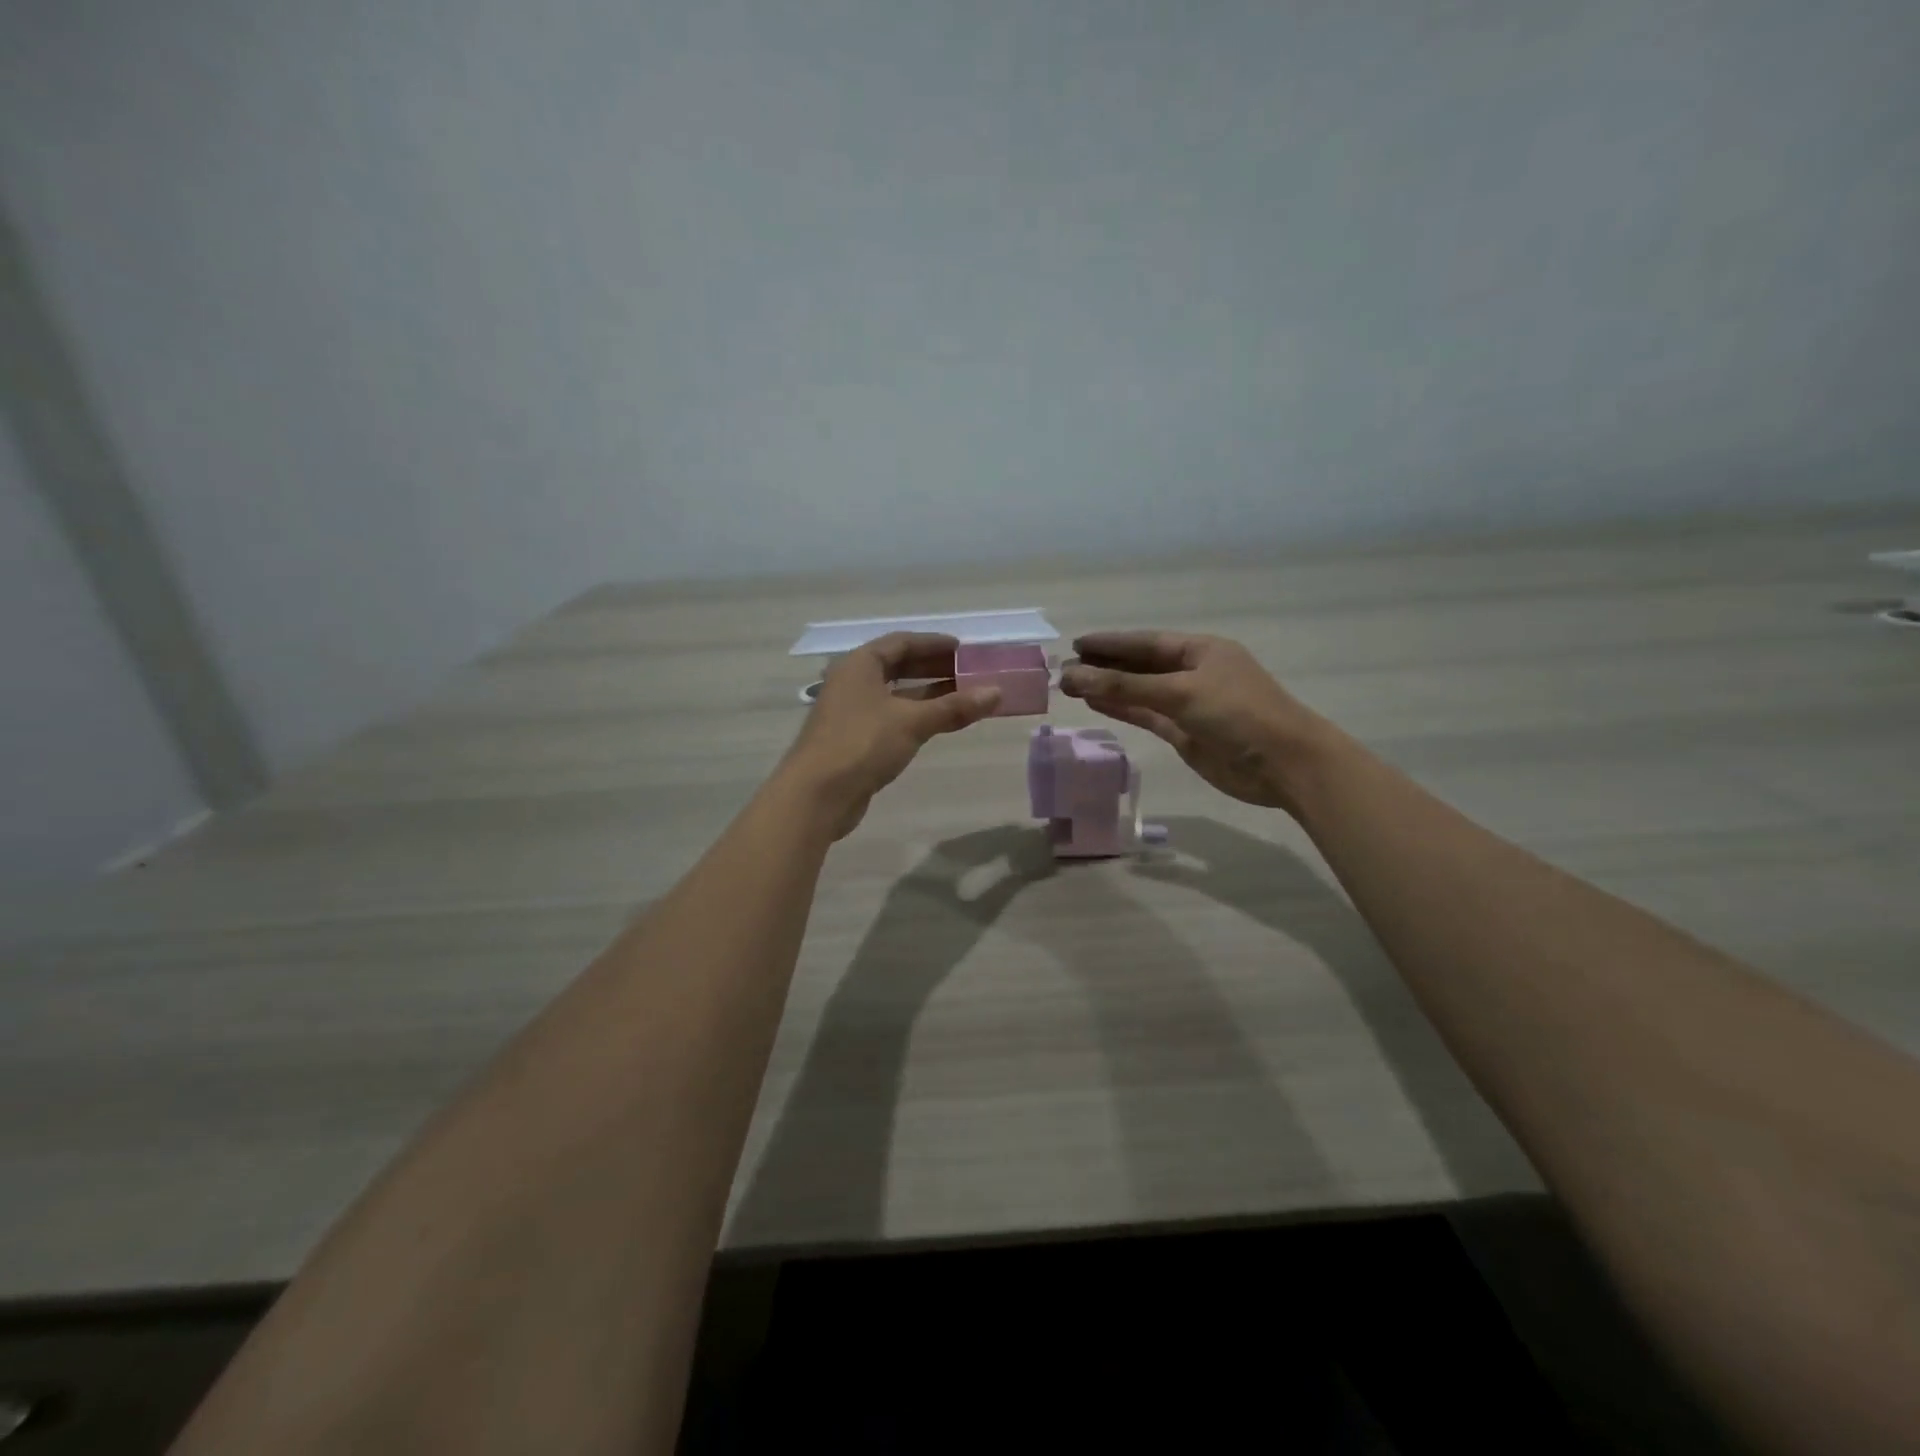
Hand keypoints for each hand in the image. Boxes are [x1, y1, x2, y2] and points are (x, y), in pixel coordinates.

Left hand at [779, 633, 1000, 838]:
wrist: (817, 795)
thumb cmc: (862, 745)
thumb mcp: (912, 722)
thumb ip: (954, 707)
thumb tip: (996, 692)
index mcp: (859, 664)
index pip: (901, 642)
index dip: (933, 644)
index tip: (964, 649)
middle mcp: (852, 682)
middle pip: (897, 666)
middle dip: (934, 668)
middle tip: (969, 673)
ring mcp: (851, 712)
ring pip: (895, 694)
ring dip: (927, 694)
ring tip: (963, 697)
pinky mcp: (854, 739)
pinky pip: (891, 717)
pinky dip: (915, 715)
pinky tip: (938, 723)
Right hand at [1059, 631, 1330, 813]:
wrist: (1284, 764)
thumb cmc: (1238, 714)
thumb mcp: (1180, 693)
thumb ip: (1125, 687)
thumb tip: (1074, 676)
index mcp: (1200, 650)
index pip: (1145, 643)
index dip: (1110, 643)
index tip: (1076, 644)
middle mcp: (1193, 673)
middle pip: (1140, 666)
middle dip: (1104, 667)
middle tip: (1064, 669)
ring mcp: (1189, 704)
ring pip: (1140, 692)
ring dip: (1109, 690)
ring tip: (1071, 687)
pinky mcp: (1186, 733)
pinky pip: (1147, 716)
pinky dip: (1123, 710)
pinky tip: (1096, 705)